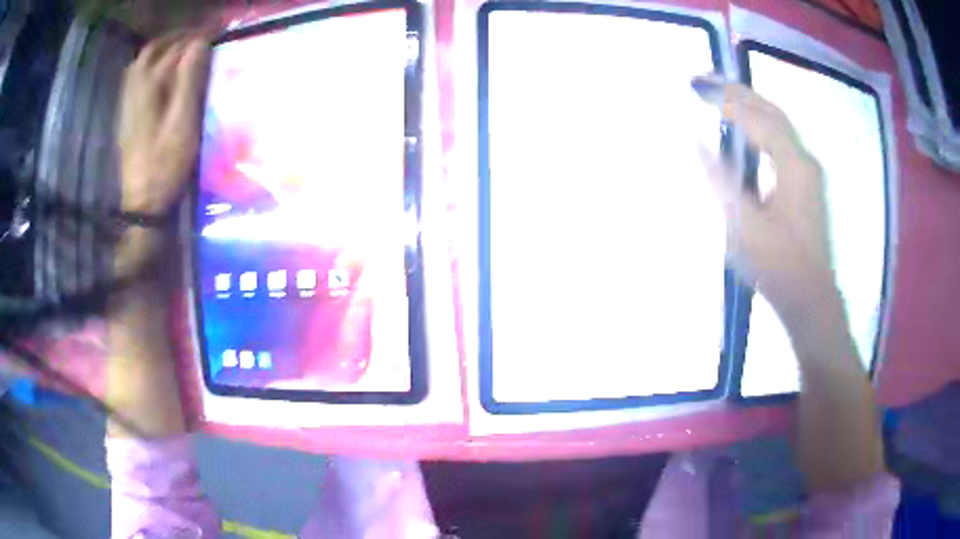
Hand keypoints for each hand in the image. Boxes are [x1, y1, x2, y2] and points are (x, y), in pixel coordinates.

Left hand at [115, 34, 209, 277]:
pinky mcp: (126, 117)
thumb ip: (189, 81)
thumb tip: (200, 43)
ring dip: (162, 50)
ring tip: (182, 51)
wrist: (142, 204)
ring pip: (141, 64)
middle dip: (176, 38)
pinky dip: (150, 68)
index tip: (216, 32)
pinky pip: (135, 80)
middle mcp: (133, 89)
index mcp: (148, 87)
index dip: (196, 37)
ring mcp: (127, 104)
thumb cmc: (165, 166)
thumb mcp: (183, 123)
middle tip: (198, 38)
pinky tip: (161, 75)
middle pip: (152, 51)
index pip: (174, 49)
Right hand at [693, 76, 838, 324]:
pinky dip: (760, 129)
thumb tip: (696, 143)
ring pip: (778, 126)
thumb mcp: (743, 226)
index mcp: (793, 165)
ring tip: (721, 97)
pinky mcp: (806, 186)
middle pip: (771, 112)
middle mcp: (804, 160)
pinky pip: (781, 143)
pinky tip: (744, 133)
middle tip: (706, 80)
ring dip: (750, 107)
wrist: (810, 299)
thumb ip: (720, 179)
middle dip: (739, 93)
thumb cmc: (778, 266)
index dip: (727, 102)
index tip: (698, 87)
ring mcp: (808, 173)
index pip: (758, 119)